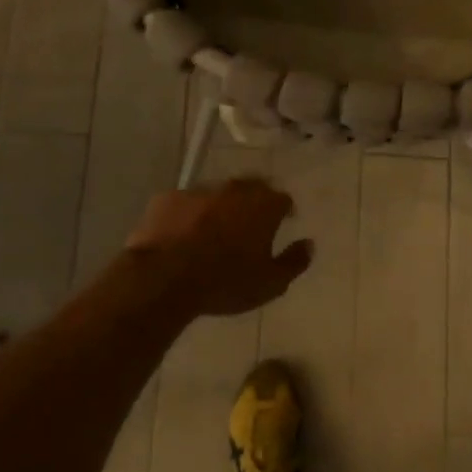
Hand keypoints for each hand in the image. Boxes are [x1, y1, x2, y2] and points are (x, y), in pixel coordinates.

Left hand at [125, 178, 312, 316]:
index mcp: (263, 205)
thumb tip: (309, 244)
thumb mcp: (271, 283)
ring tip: (215, 230)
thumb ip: (294, 262)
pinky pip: (185, 203)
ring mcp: (198, 191)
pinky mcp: (167, 198)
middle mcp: (233, 189)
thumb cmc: (226, 282)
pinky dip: (189, 215)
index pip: (283, 199)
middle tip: (251, 224)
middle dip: (254, 202)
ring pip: (217, 194)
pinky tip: (183, 234)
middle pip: (251, 188)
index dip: (285, 211)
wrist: (163, 278)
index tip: (283, 222)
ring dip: (221, 207)